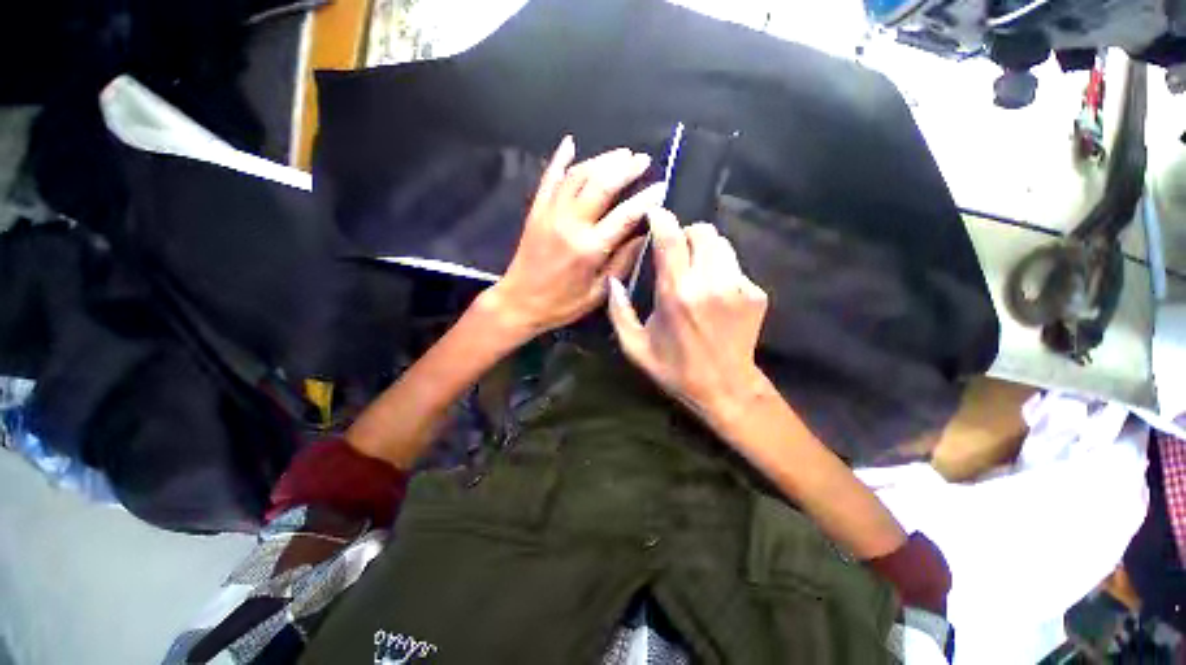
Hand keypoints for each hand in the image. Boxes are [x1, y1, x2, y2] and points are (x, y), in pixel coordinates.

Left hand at [486, 135, 659, 336]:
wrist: (519, 302)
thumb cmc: (561, 304)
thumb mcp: (598, 293)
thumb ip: (621, 263)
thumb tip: (642, 235)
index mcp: (589, 248)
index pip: (624, 215)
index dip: (646, 198)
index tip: (662, 186)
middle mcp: (570, 224)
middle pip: (601, 184)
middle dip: (625, 168)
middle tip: (642, 159)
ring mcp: (550, 214)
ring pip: (577, 176)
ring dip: (600, 160)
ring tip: (620, 154)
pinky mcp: (536, 211)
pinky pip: (548, 179)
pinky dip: (559, 159)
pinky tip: (570, 143)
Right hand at [607, 208, 770, 426]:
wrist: (724, 387)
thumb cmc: (674, 368)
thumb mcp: (635, 347)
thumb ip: (619, 312)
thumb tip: (613, 281)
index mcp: (675, 294)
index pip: (670, 238)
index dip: (662, 219)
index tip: (655, 214)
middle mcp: (708, 283)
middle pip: (702, 232)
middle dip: (686, 234)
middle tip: (677, 251)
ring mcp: (737, 287)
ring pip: (722, 244)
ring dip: (705, 249)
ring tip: (696, 269)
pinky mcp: (755, 294)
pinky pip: (735, 266)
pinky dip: (722, 269)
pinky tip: (714, 292)